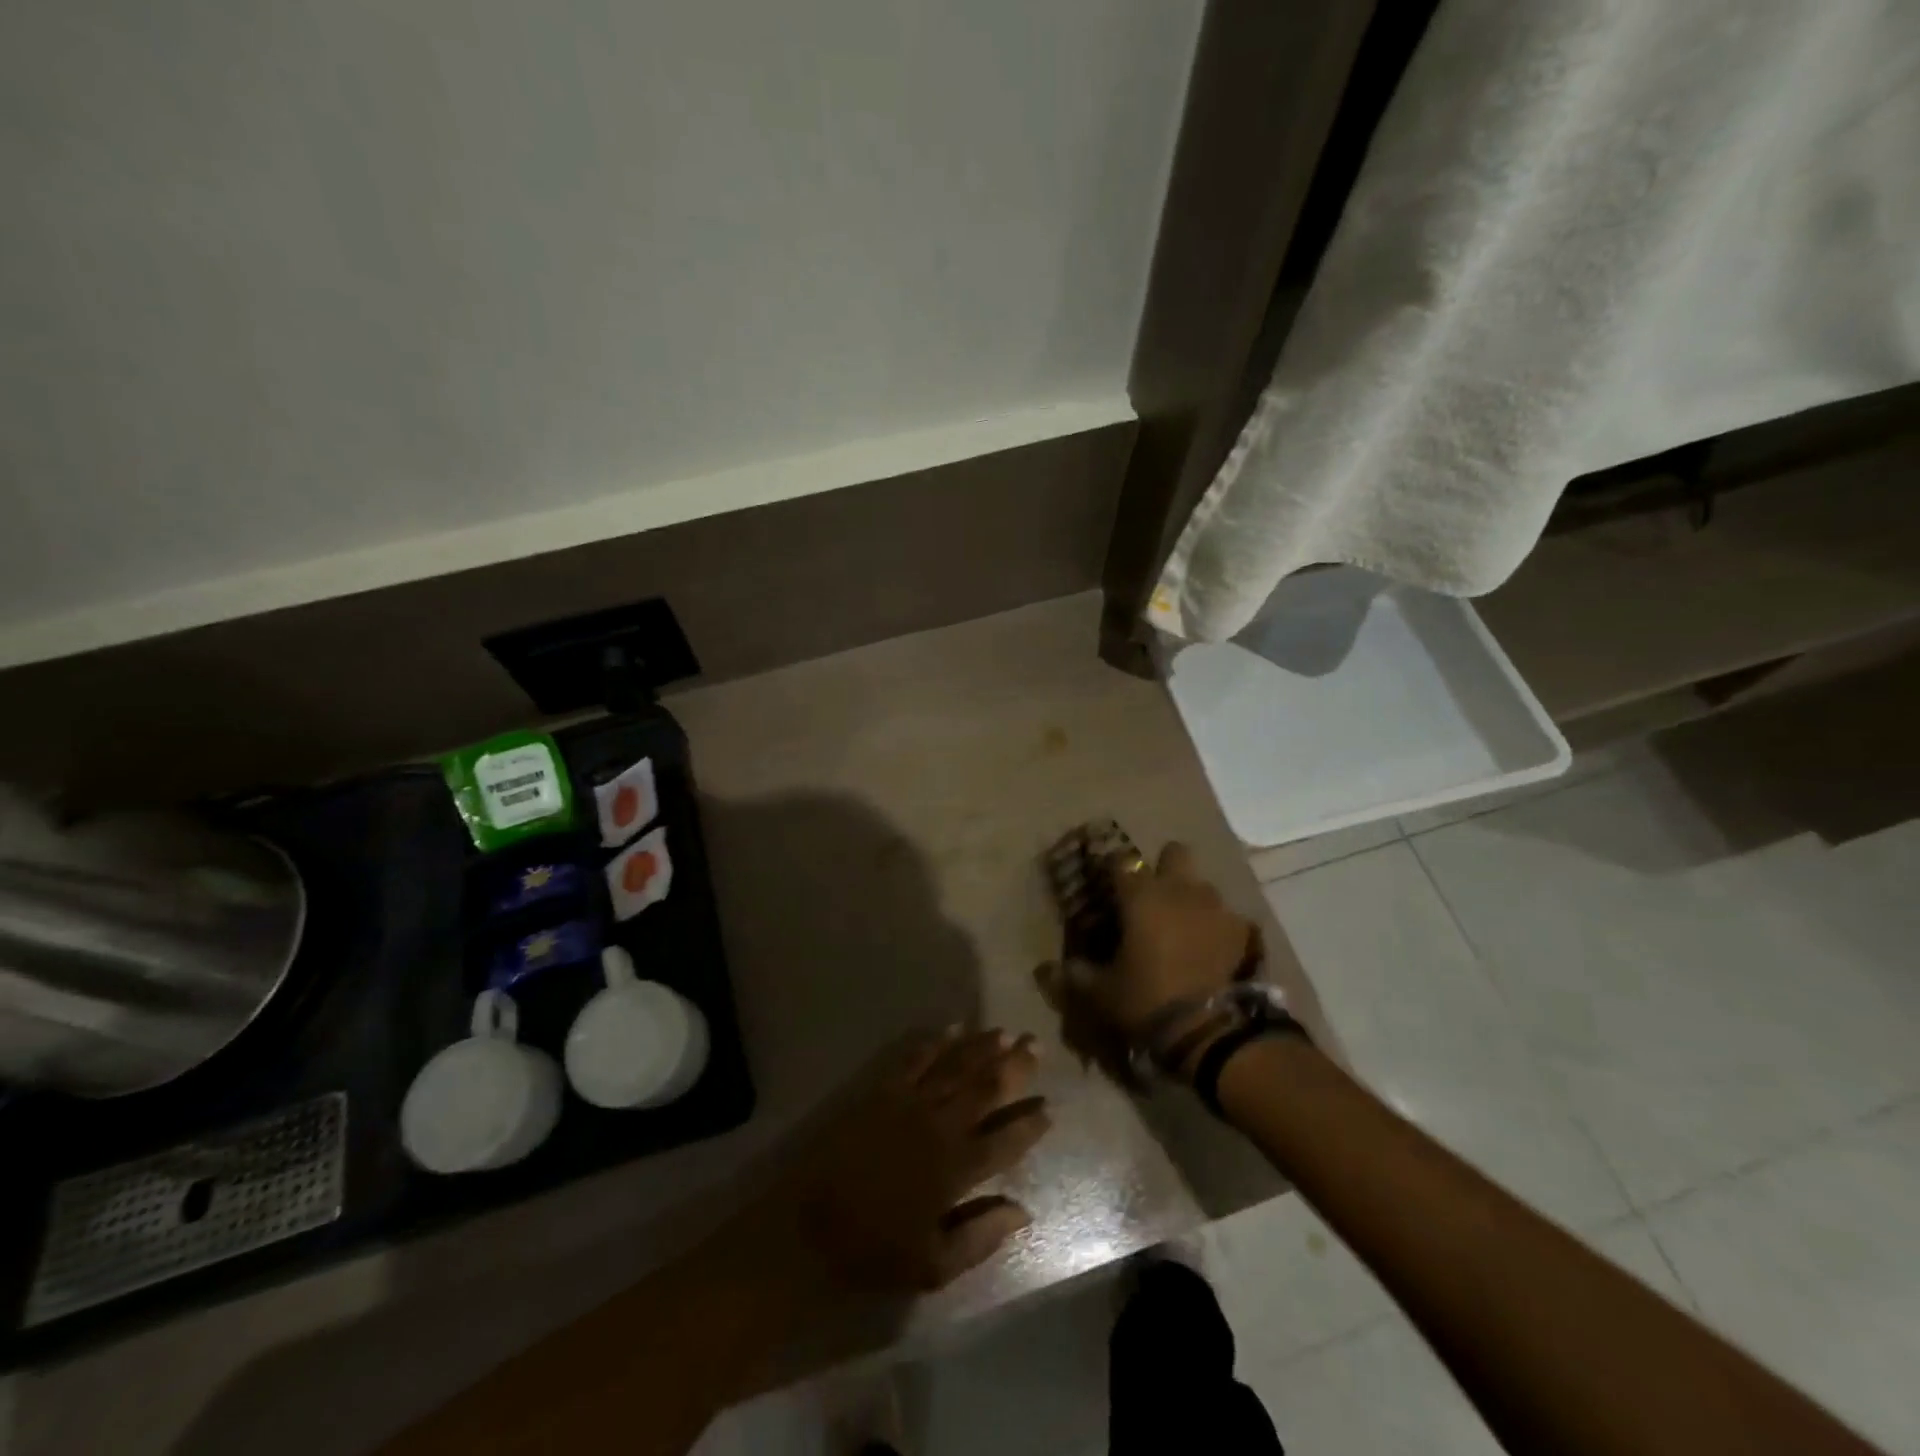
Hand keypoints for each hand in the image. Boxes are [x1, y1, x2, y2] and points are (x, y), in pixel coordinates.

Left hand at [781, 1028, 1050, 1291]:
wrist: (808, 1227)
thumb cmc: (873, 1251)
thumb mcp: (934, 1265)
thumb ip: (981, 1235)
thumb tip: (1023, 1210)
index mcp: (956, 1169)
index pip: (1005, 1140)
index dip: (1029, 1123)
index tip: (1049, 1107)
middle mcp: (939, 1126)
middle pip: (985, 1089)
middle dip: (1015, 1067)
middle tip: (1036, 1044)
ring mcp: (909, 1102)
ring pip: (955, 1066)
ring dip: (982, 1048)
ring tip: (1006, 1033)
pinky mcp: (881, 1090)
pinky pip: (915, 1057)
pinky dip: (936, 1042)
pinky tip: (952, 1029)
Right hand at [1038, 841, 1260, 1078]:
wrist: (1210, 1029)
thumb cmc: (1147, 1000)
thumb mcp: (1101, 993)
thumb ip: (1075, 975)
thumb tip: (1048, 969)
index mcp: (1141, 896)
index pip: (1120, 861)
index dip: (1112, 869)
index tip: (1107, 884)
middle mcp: (1179, 889)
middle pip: (1174, 853)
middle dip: (1164, 867)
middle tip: (1153, 896)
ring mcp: (1215, 907)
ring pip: (1202, 885)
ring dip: (1191, 899)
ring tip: (1183, 928)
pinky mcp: (1243, 930)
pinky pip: (1227, 918)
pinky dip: (1217, 928)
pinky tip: (1211, 951)